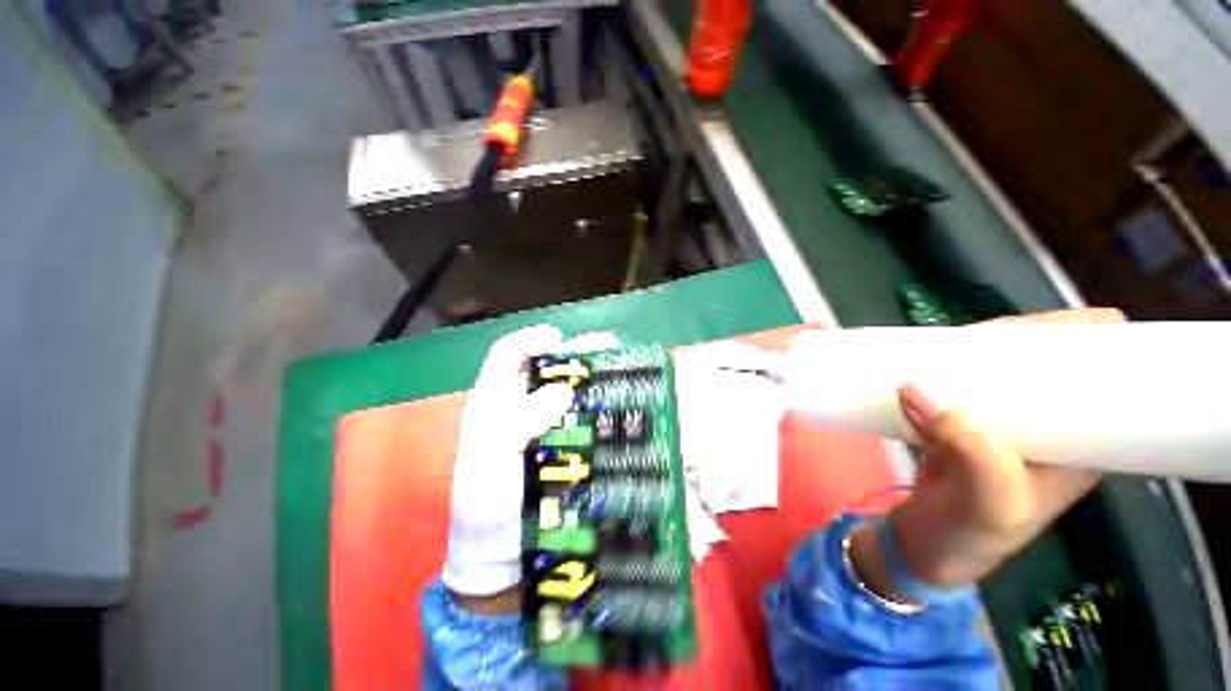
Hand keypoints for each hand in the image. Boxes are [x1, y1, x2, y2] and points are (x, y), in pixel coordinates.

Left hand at [442, 325, 617, 607]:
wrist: (501, 548)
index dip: (531, 340)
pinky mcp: (562, 441)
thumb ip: (518, 419)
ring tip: (619, 363)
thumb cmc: (486, 501)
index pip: (508, 354)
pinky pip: (580, 412)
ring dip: (591, 373)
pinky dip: (597, 401)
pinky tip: (615, 398)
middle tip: (605, 345)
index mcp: (493, 401)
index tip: (559, 339)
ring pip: (567, 386)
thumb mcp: (489, 458)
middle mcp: (518, 405)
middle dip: (573, 351)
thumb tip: (563, 390)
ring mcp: (543, 423)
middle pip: (544, 365)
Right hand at [851, 308, 1124, 601]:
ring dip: (965, 355)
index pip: (1099, 374)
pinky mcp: (961, 425)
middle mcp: (1048, 427)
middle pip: (1043, 364)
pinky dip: (936, 374)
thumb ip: (969, 449)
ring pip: (994, 372)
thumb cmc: (969, 537)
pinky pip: (955, 386)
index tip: (1037, 328)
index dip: (1079, 341)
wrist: (923, 549)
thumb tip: (916, 384)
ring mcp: (1002, 425)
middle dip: (1011, 341)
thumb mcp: (989, 504)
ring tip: (935, 349)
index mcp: (1081, 443)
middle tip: (968, 338)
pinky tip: (917, 368)